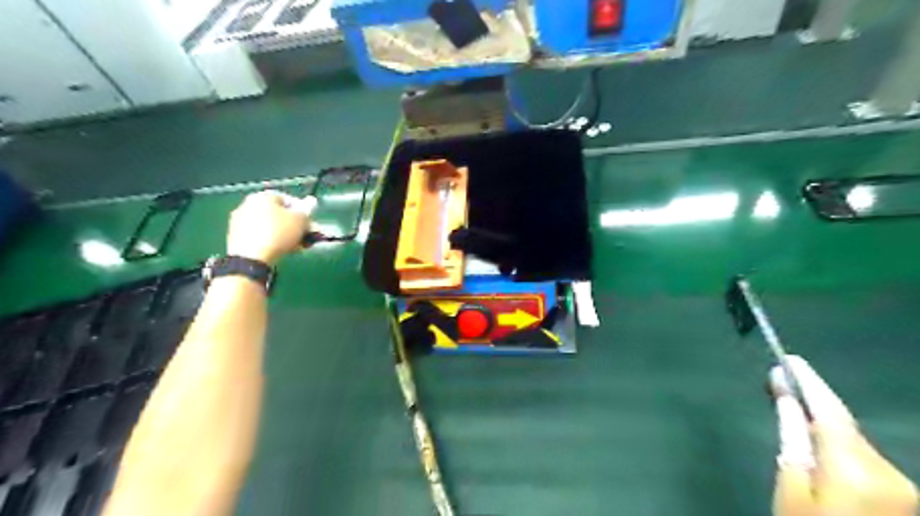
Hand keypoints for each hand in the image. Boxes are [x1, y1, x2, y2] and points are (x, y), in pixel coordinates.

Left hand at [228, 190, 313, 266]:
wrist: (251, 258)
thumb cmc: (279, 233)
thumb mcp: (300, 220)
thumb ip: (307, 210)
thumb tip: (311, 201)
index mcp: (263, 196)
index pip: (289, 199)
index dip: (303, 212)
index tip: (311, 224)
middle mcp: (248, 204)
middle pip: (279, 214)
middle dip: (296, 225)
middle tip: (307, 236)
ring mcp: (240, 221)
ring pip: (271, 226)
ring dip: (287, 234)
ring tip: (298, 246)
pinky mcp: (236, 237)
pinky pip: (261, 235)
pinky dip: (273, 241)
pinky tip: (284, 251)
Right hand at [770, 358, 914, 513]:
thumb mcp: (791, 487)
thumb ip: (792, 438)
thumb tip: (785, 397)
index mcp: (856, 469)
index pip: (831, 412)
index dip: (810, 383)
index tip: (789, 359)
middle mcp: (890, 472)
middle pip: (844, 425)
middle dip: (814, 401)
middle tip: (782, 380)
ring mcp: (903, 487)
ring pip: (855, 442)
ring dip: (825, 424)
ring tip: (794, 407)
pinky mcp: (905, 498)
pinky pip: (865, 459)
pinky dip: (839, 444)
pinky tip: (820, 443)